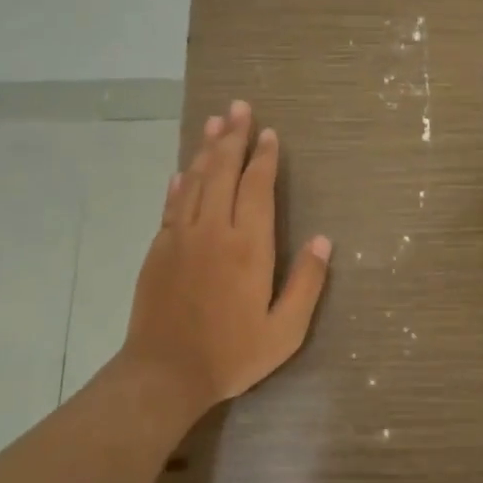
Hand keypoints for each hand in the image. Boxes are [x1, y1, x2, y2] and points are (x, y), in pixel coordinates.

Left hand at [121, 99, 332, 417]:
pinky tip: (184, 171)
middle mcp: (213, 231)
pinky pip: (172, 205)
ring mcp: (181, 237)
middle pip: (223, 172)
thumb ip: (307, 283)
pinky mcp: (159, 250)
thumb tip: (324, 241)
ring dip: (206, 149)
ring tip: (215, 122)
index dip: (264, 157)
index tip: (269, 134)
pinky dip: (180, 183)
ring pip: (195, 181)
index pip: (257, 187)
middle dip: (233, 137)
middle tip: (239, 107)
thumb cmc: (231, 354)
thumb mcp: (284, 330)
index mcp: (248, 246)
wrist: (164, 374)